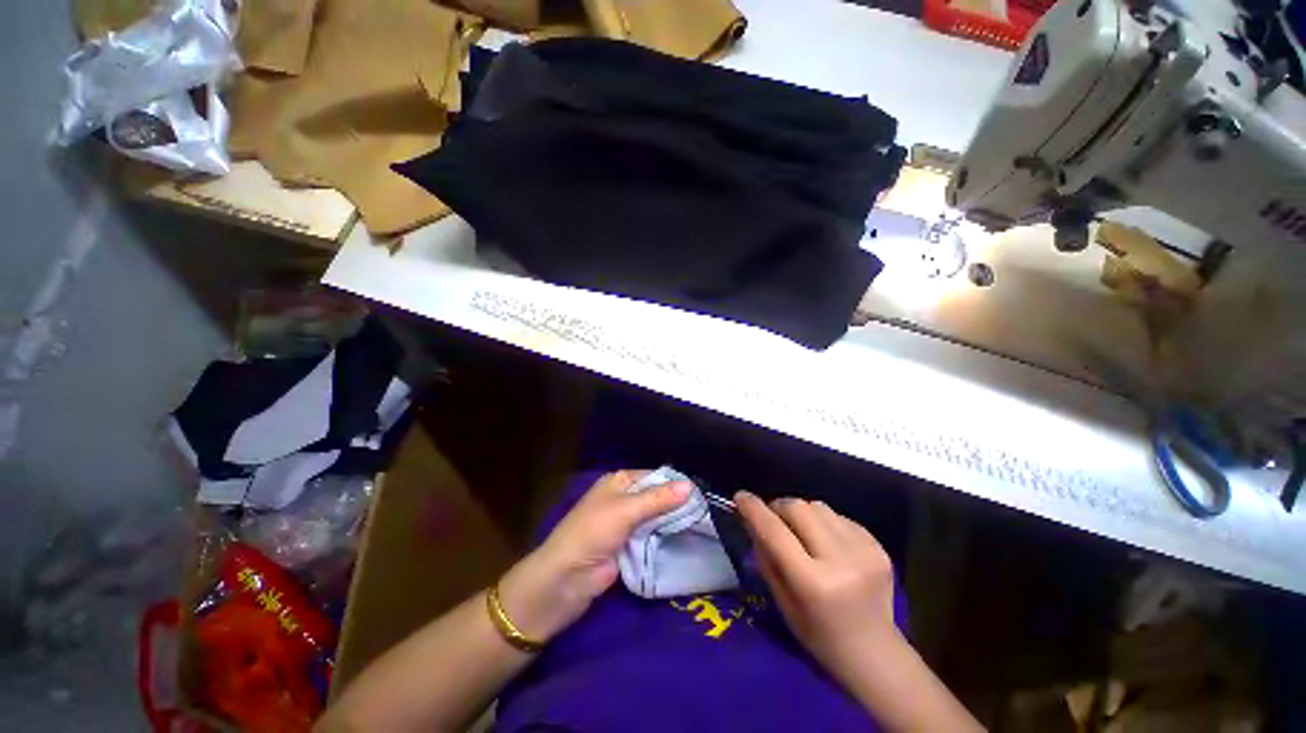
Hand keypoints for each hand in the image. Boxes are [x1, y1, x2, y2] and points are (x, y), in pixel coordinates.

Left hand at [497, 471, 689, 642]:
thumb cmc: (593, 532)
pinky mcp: (629, 545)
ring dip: (673, 521)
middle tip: (706, 509)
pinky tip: (687, 539)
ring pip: (655, 517)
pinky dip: (665, 537)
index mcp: (619, 481)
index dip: (675, 483)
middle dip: (676, 503)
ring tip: (703, 523)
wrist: (566, 579)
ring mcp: (626, 523)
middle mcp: (623, 498)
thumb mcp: (626, 510)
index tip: (702, 491)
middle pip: (656, 496)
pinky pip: (652, 536)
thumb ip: (659, 499)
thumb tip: (691, 486)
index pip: (654, 476)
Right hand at [735, 492, 900, 679]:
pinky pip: (839, 516)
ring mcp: (864, 551)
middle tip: (773, 520)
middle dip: (779, 508)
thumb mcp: (782, 603)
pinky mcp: (878, 546)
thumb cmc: (820, 637)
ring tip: (802, 533)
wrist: (876, 655)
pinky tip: (827, 543)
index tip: (740, 496)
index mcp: (813, 583)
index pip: (775, 532)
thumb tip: (751, 519)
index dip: (754, 509)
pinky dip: (824, 523)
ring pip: (818, 506)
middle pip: (798, 508)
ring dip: (802, 513)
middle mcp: (841, 561)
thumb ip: (765, 557)